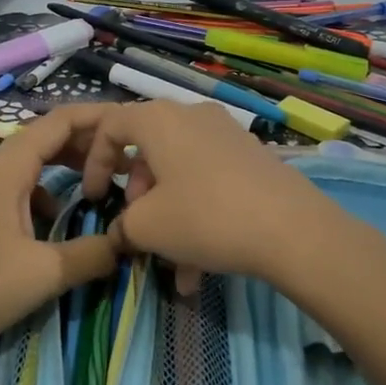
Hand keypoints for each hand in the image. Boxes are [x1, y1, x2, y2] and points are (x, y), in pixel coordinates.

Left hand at [0, 104, 122, 376]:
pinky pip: (17, 188)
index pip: (58, 122)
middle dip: (86, 145)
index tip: (130, 124)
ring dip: (65, 169)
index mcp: (7, 168)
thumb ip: (93, 253)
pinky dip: (44, 193)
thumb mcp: (46, 272)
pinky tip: (57, 221)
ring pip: (30, 165)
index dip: (96, 117)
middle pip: (45, 139)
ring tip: (98, 187)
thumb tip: (127, 242)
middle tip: (124, 161)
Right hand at [78, 101, 350, 284]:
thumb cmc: (205, 217)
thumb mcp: (147, 227)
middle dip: (138, 194)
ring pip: (181, 173)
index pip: (110, 126)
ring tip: (175, 266)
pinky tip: (201, 268)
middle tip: (139, 227)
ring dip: (169, 215)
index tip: (93, 197)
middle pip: (149, 150)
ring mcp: (227, 135)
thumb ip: (122, 226)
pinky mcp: (252, 157)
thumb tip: (122, 232)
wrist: (292, 230)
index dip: (94, 162)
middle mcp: (192, 116)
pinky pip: (210, 182)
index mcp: (159, 119)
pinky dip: (198, 216)